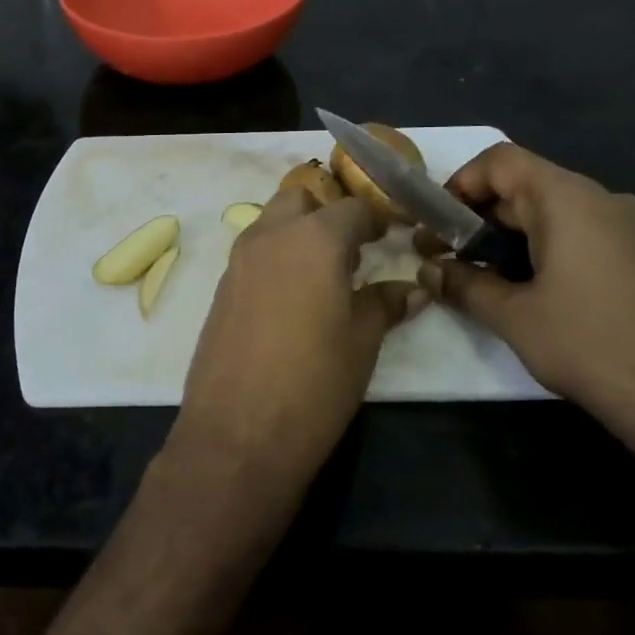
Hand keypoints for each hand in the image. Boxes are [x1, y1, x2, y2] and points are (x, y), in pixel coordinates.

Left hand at [176, 185, 425, 482]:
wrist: (237, 434)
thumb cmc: (314, 383)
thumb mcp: (362, 342)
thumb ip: (385, 304)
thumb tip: (415, 289)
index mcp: (313, 239)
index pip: (351, 208)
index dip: (376, 218)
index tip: (392, 234)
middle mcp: (269, 237)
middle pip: (299, 200)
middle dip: (327, 212)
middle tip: (353, 248)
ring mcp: (237, 262)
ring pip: (270, 223)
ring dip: (297, 233)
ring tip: (325, 275)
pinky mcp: (220, 290)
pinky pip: (252, 254)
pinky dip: (275, 259)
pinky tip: (292, 299)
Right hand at [415, 143, 634, 436]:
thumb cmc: (589, 345)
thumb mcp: (512, 316)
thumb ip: (463, 284)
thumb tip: (428, 269)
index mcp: (568, 200)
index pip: (502, 160)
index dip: (460, 183)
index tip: (436, 223)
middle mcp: (605, 199)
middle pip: (528, 185)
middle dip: (480, 217)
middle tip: (447, 257)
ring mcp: (634, 227)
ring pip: (556, 213)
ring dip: (511, 237)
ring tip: (485, 279)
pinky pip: (585, 234)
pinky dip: (547, 250)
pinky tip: (536, 293)